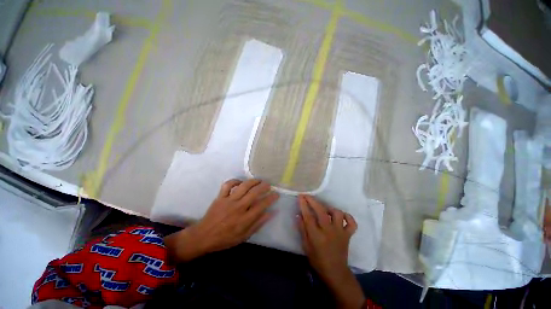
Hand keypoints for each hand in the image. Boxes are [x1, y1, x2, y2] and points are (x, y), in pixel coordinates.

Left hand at [165, 179, 278, 262]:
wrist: (203, 237)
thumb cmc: (225, 238)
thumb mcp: (244, 236)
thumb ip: (258, 223)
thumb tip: (271, 213)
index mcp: (244, 219)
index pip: (262, 205)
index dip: (271, 198)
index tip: (276, 194)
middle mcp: (238, 207)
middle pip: (254, 193)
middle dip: (264, 186)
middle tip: (269, 185)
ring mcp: (228, 201)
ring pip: (243, 186)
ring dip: (253, 181)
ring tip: (259, 180)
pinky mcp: (220, 197)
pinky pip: (227, 185)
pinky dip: (235, 181)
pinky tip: (240, 182)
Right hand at [298, 194, 364, 308]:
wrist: (335, 272)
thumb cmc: (318, 260)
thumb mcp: (306, 246)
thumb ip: (302, 229)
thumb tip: (298, 215)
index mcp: (316, 235)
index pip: (308, 216)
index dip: (304, 205)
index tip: (300, 196)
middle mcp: (329, 231)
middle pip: (321, 211)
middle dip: (313, 201)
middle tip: (307, 196)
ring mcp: (340, 232)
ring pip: (337, 213)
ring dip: (329, 208)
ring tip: (324, 209)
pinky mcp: (348, 234)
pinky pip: (351, 223)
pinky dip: (348, 217)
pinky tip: (341, 216)